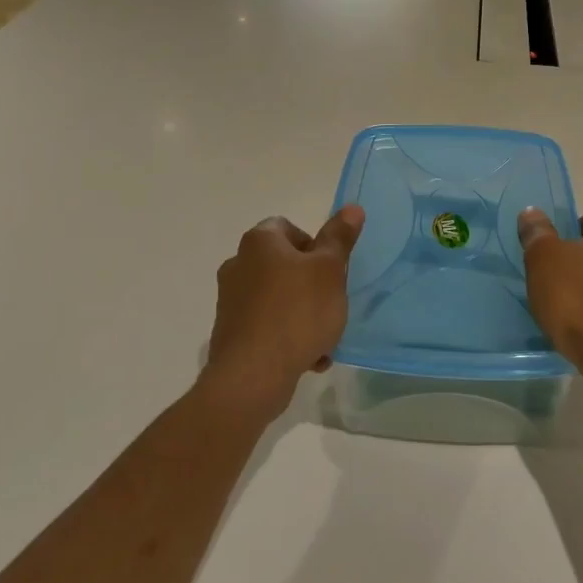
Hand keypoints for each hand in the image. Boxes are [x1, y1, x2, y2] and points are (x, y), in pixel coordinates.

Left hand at [201, 205, 364, 418]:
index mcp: (259, 242)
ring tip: (324, 339)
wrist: (253, 375)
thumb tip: (352, 207)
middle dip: (311, 284)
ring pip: (278, 299)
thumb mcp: (330, 271)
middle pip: (284, 265)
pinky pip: (267, 326)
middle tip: (332, 303)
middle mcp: (238, 265)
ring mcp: (230, 301)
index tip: (330, 269)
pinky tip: (307, 358)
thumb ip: (339, 239)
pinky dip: (287, 337)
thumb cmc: (297, 312)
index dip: (314, 245)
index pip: (287, 227)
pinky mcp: (230, 333)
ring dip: (303, 315)